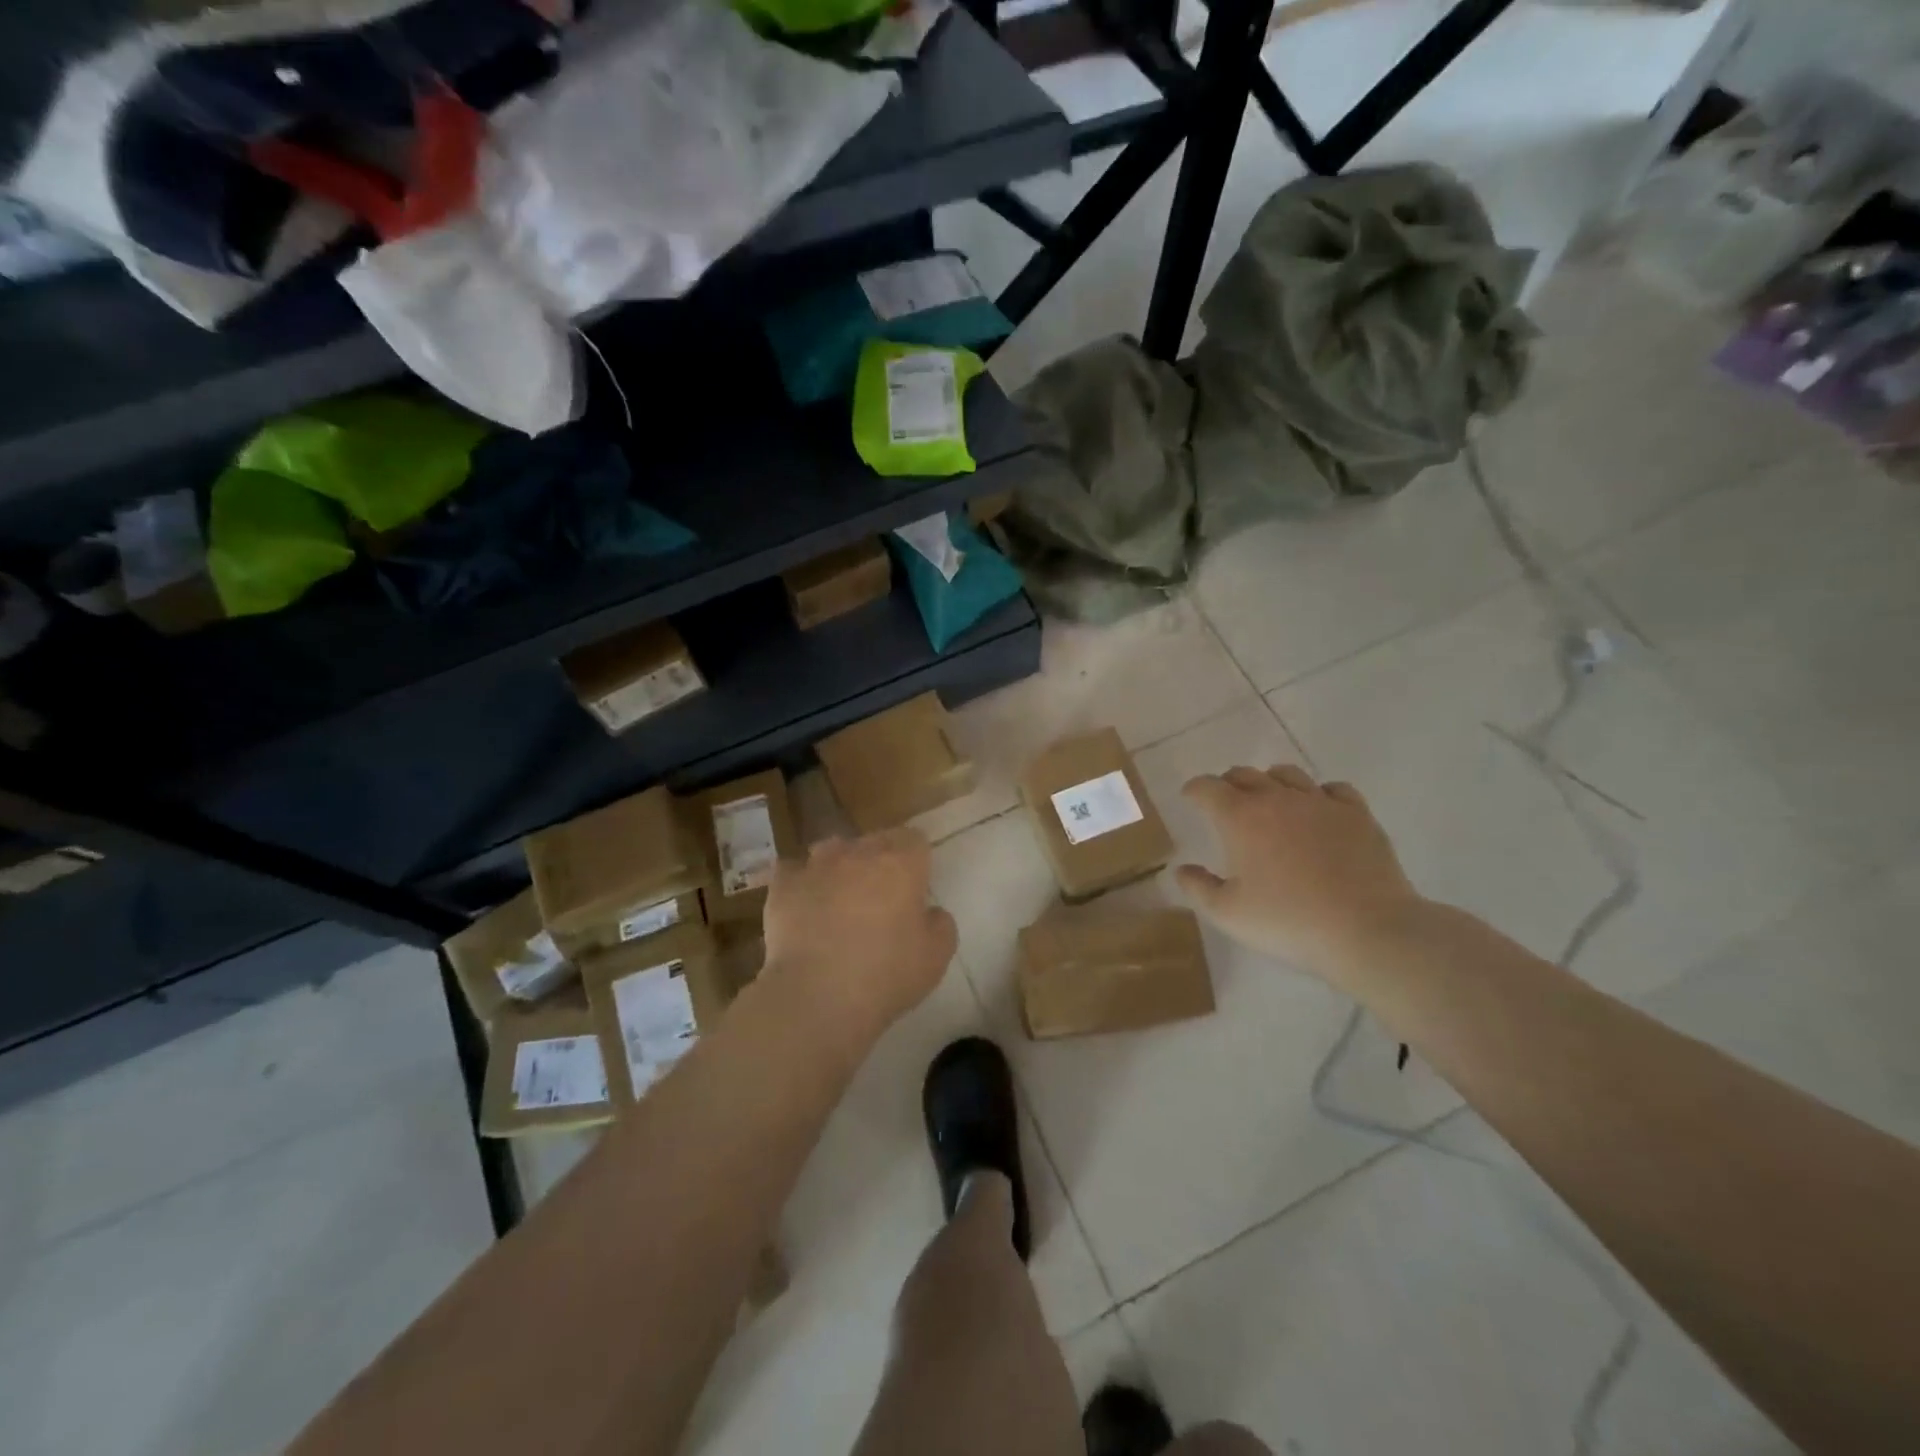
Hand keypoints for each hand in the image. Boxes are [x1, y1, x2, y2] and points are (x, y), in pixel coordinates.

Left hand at [762, 829, 956, 1053]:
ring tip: (839, 899)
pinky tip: (803, 906)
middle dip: (879, 862)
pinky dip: (800, 882)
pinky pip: (793, 870)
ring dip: (840, 866)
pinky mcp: (783, 884)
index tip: (914, 888)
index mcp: (901, 862)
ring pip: (832, 849)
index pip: (914, 839)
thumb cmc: (886, 974)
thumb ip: (940, 923)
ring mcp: (817, 865)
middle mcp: (858, 852)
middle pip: (874, 841)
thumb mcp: (937, 956)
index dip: (916, 861)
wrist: (817, 996)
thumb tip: (928, 912)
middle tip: (879, 899)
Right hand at [1176, 765, 1428, 986]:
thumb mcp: (1227, 914)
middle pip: (1245, 774)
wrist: (1367, 931)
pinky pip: (1333, 789)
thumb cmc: (1287, 922)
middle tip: (1225, 803)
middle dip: (1228, 784)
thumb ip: (1198, 887)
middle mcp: (1277, 799)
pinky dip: (1318, 794)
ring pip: (1288, 774)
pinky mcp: (1357, 814)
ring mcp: (1321, 803)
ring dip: (1270, 783)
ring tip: (1270, 802)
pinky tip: (1318, 812)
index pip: (1207, 787)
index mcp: (1240, 818)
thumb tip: (1182, 868)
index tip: (1189, 798)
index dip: (1194, 789)